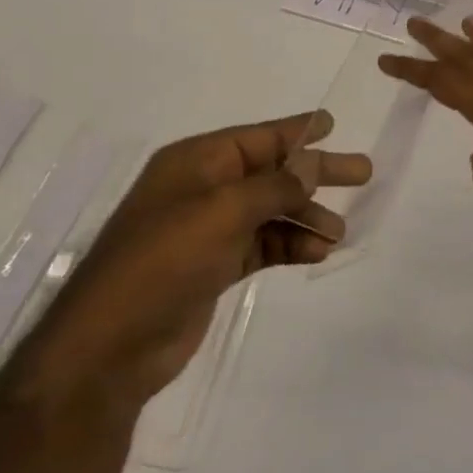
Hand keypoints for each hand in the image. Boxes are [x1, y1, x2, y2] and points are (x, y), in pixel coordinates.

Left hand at [13, 112, 370, 416]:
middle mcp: (203, 190)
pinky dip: (290, 245)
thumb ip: (275, 186)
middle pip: (271, 172)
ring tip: (339, 232)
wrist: (109, 347)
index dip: (296, 131)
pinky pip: (263, 244)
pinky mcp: (214, 267)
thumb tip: (312, 166)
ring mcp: (208, 231)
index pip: (257, 137)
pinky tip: (317, 253)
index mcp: (196, 163)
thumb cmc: (163, 261)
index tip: (334, 124)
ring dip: (306, 217)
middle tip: (362, 173)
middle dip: (315, 174)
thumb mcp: (223, 212)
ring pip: (271, 211)